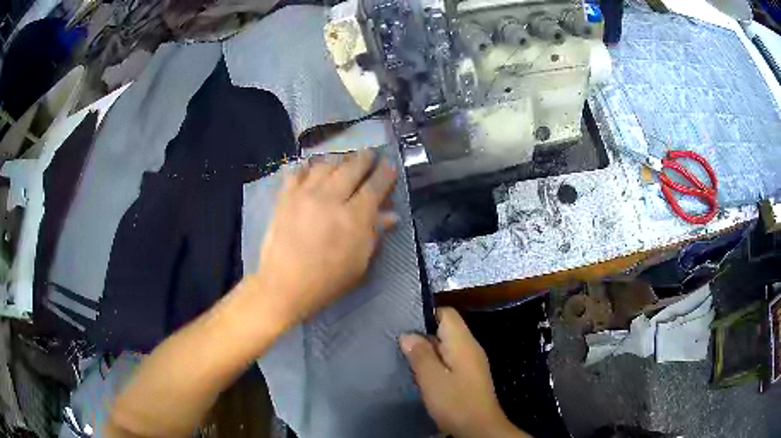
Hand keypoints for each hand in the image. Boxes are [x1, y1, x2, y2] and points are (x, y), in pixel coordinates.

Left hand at [254, 150, 397, 325]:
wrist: (284, 285)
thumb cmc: (327, 280)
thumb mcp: (359, 263)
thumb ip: (375, 235)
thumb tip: (390, 214)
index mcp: (354, 217)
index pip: (374, 187)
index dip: (385, 174)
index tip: (390, 165)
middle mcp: (330, 198)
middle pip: (352, 168)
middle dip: (365, 158)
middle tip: (370, 153)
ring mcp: (305, 194)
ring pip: (325, 165)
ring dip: (338, 160)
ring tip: (343, 160)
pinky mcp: (285, 197)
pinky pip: (297, 172)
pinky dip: (307, 167)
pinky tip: (311, 167)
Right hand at [400, 308, 529, 437]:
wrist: (479, 428)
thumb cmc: (455, 402)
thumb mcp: (432, 379)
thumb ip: (420, 354)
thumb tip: (408, 335)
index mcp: (463, 342)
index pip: (446, 313)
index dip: (425, 315)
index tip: (404, 326)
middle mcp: (470, 347)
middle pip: (445, 329)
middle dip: (423, 335)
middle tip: (400, 346)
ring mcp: (471, 362)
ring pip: (446, 346)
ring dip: (428, 352)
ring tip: (406, 360)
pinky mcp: (469, 375)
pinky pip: (450, 360)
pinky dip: (436, 363)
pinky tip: (422, 375)